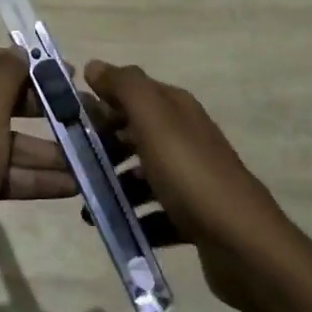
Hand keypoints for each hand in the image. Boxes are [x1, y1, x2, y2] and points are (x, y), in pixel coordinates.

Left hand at [0, 48, 75, 276]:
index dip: (32, 68)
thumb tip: (20, 51)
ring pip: (5, 139)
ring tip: (88, 158)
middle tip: (84, 118)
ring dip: (45, 151)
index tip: (69, 77)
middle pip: (1, 101)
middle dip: (45, 114)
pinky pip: (0, 167)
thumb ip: (8, 72)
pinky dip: (30, 175)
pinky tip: (71, 185)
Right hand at [83, 60, 291, 309]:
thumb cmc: (191, 176)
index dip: (100, 102)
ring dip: (115, 186)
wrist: (242, 245)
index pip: (132, 93)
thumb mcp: (154, 121)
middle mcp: (186, 138)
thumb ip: (125, 87)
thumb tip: (94, 65)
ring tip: (89, 204)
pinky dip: (134, 218)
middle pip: (134, 134)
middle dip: (102, 147)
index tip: (68, 123)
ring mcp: (192, 179)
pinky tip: (116, 227)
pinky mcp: (194, 216)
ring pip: (142, 174)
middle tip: (73, 166)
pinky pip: (154, 212)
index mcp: (177, 110)